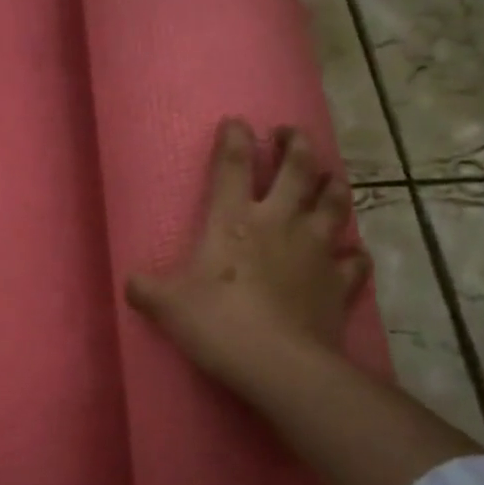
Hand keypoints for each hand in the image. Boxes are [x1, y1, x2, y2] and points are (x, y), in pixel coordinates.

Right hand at [125, 118, 369, 409]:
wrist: (279, 363)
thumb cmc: (217, 322)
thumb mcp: (167, 305)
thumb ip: (146, 289)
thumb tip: (130, 283)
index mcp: (234, 220)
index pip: (233, 165)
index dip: (234, 138)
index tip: (236, 121)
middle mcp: (279, 222)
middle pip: (297, 170)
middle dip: (295, 145)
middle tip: (290, 133)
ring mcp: (315, 249)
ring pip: (334, 204)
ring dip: (332, 185)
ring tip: (329, 177)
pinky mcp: (339, 282)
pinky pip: (354, 260)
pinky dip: (353, 253)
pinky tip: (351, 253)